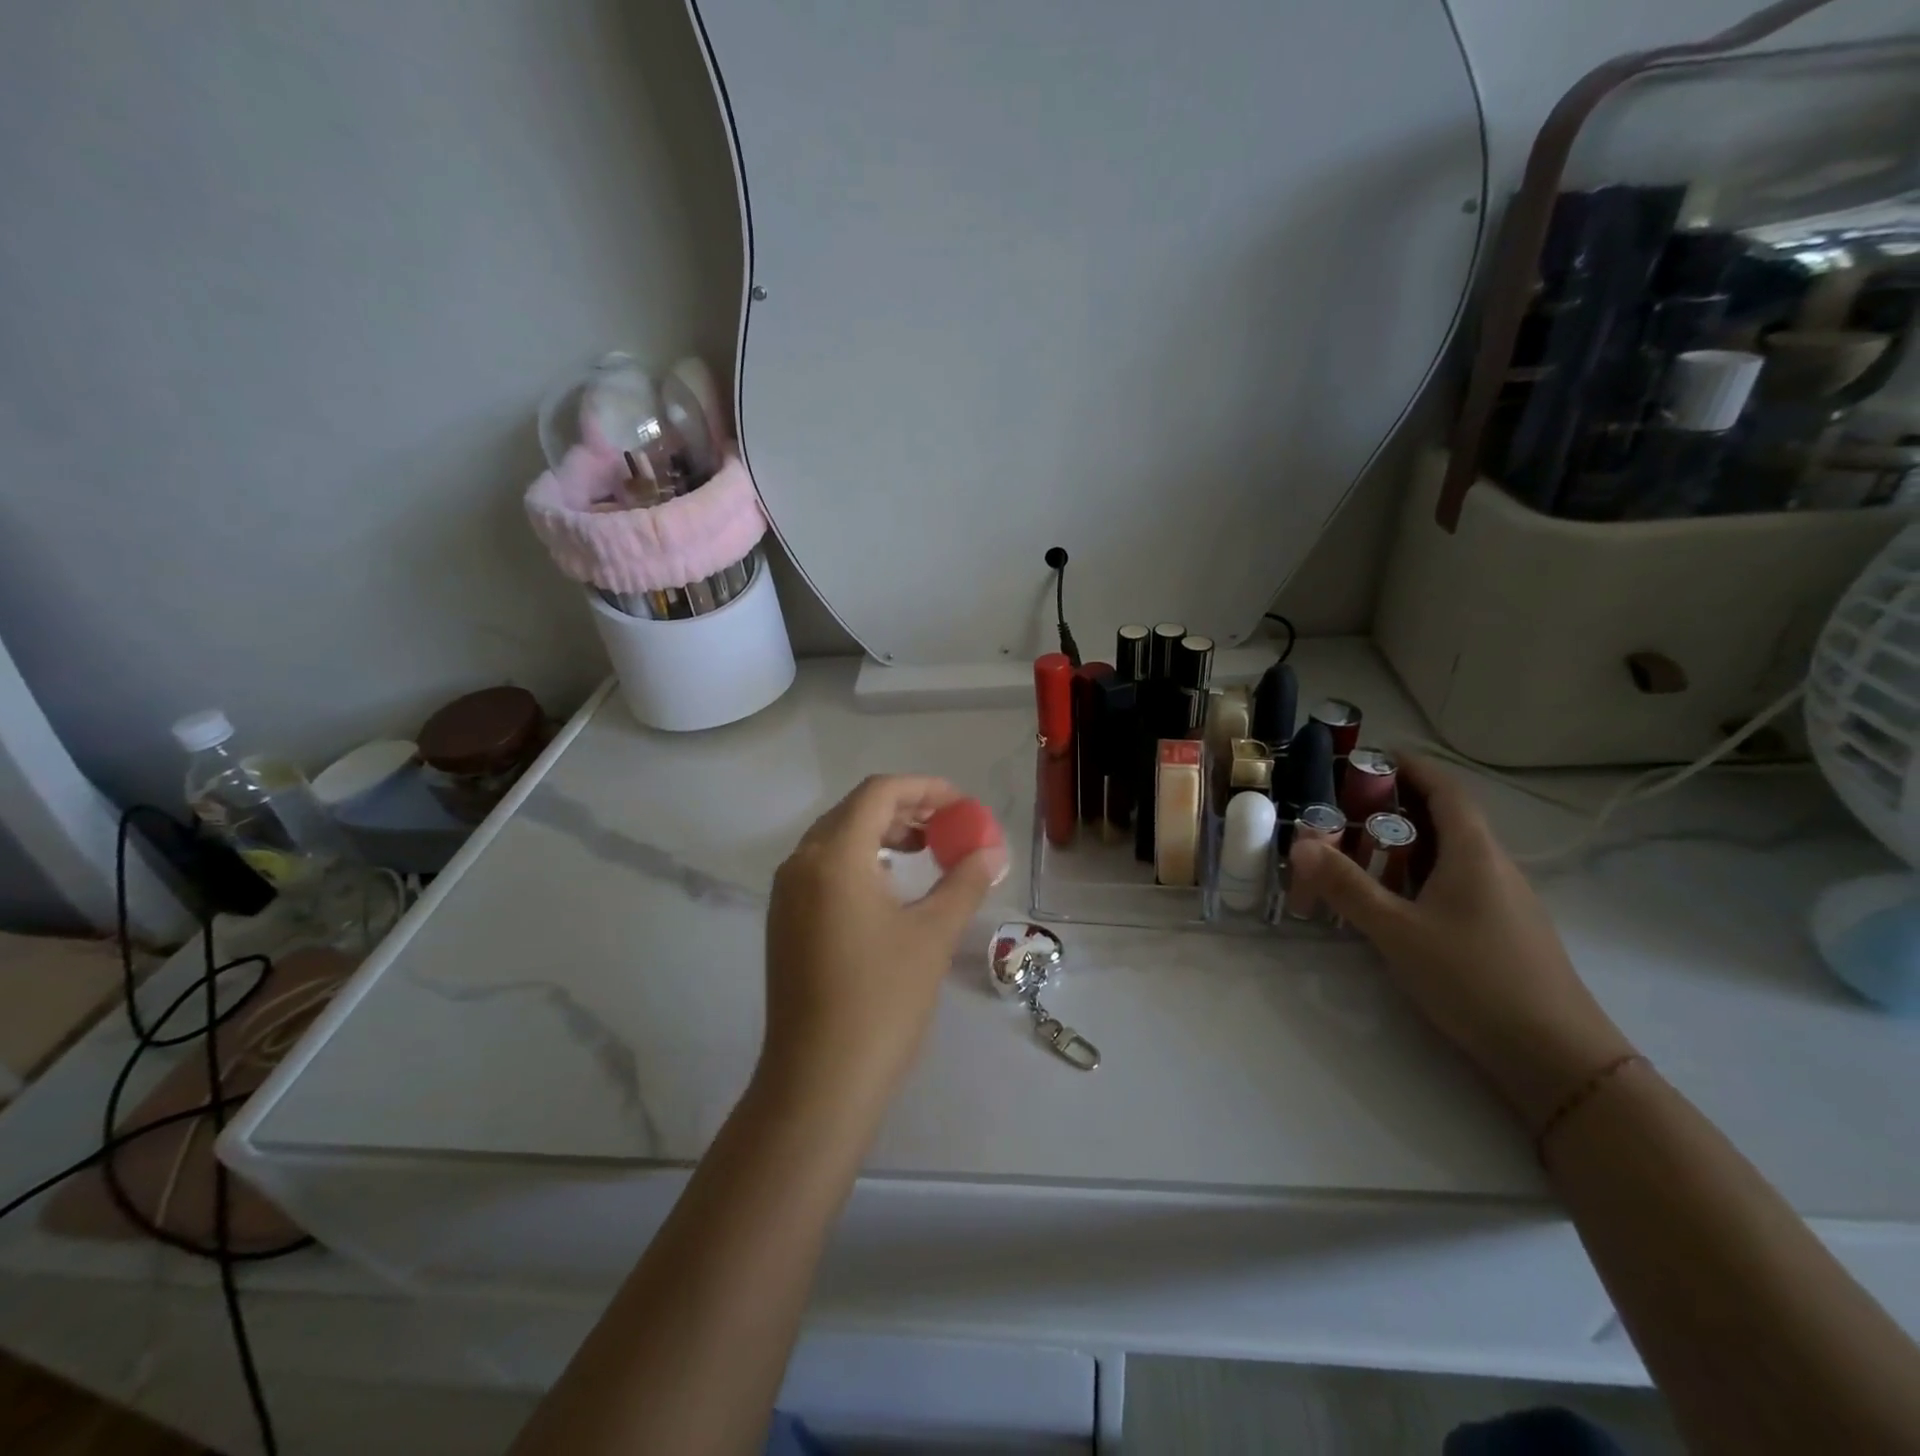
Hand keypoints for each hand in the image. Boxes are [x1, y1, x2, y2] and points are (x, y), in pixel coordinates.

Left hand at [761, 775, 1007, 1111]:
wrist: (818, 1081)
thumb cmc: (881, 1000)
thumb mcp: (932, 935)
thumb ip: (964, 881)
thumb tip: (992, 852)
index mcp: (834, 857)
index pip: (878, 793)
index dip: (924, 789)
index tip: (961, 806)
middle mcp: (801, 864)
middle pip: (854, 811)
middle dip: (905, 811)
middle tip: (947, 828)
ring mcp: (786, 895)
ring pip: (836, 840)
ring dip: (881, 836)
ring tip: (923, 853)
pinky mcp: (784, 922)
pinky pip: (823, 869)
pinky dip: (859, 862)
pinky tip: (888, 889)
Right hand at [1288, 756, 1635, 1125]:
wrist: (1556, 1058)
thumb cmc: (1474, 979)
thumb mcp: (1397, 931)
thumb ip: (1346, 886)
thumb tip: (1299, 844)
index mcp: (1475, 853)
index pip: (1445, 789)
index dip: (1410, 767)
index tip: (1370, 757)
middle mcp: (1494, 866)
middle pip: (1447, 818)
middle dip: (1397, 805)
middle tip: (1345, 808)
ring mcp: (1504, 900)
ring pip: (1451, 854)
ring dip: (1407, 843)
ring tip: (1359, 851)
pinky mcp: (1503, 930)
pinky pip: (1457, 883)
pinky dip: (1421, 875)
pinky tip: (1395, 901)